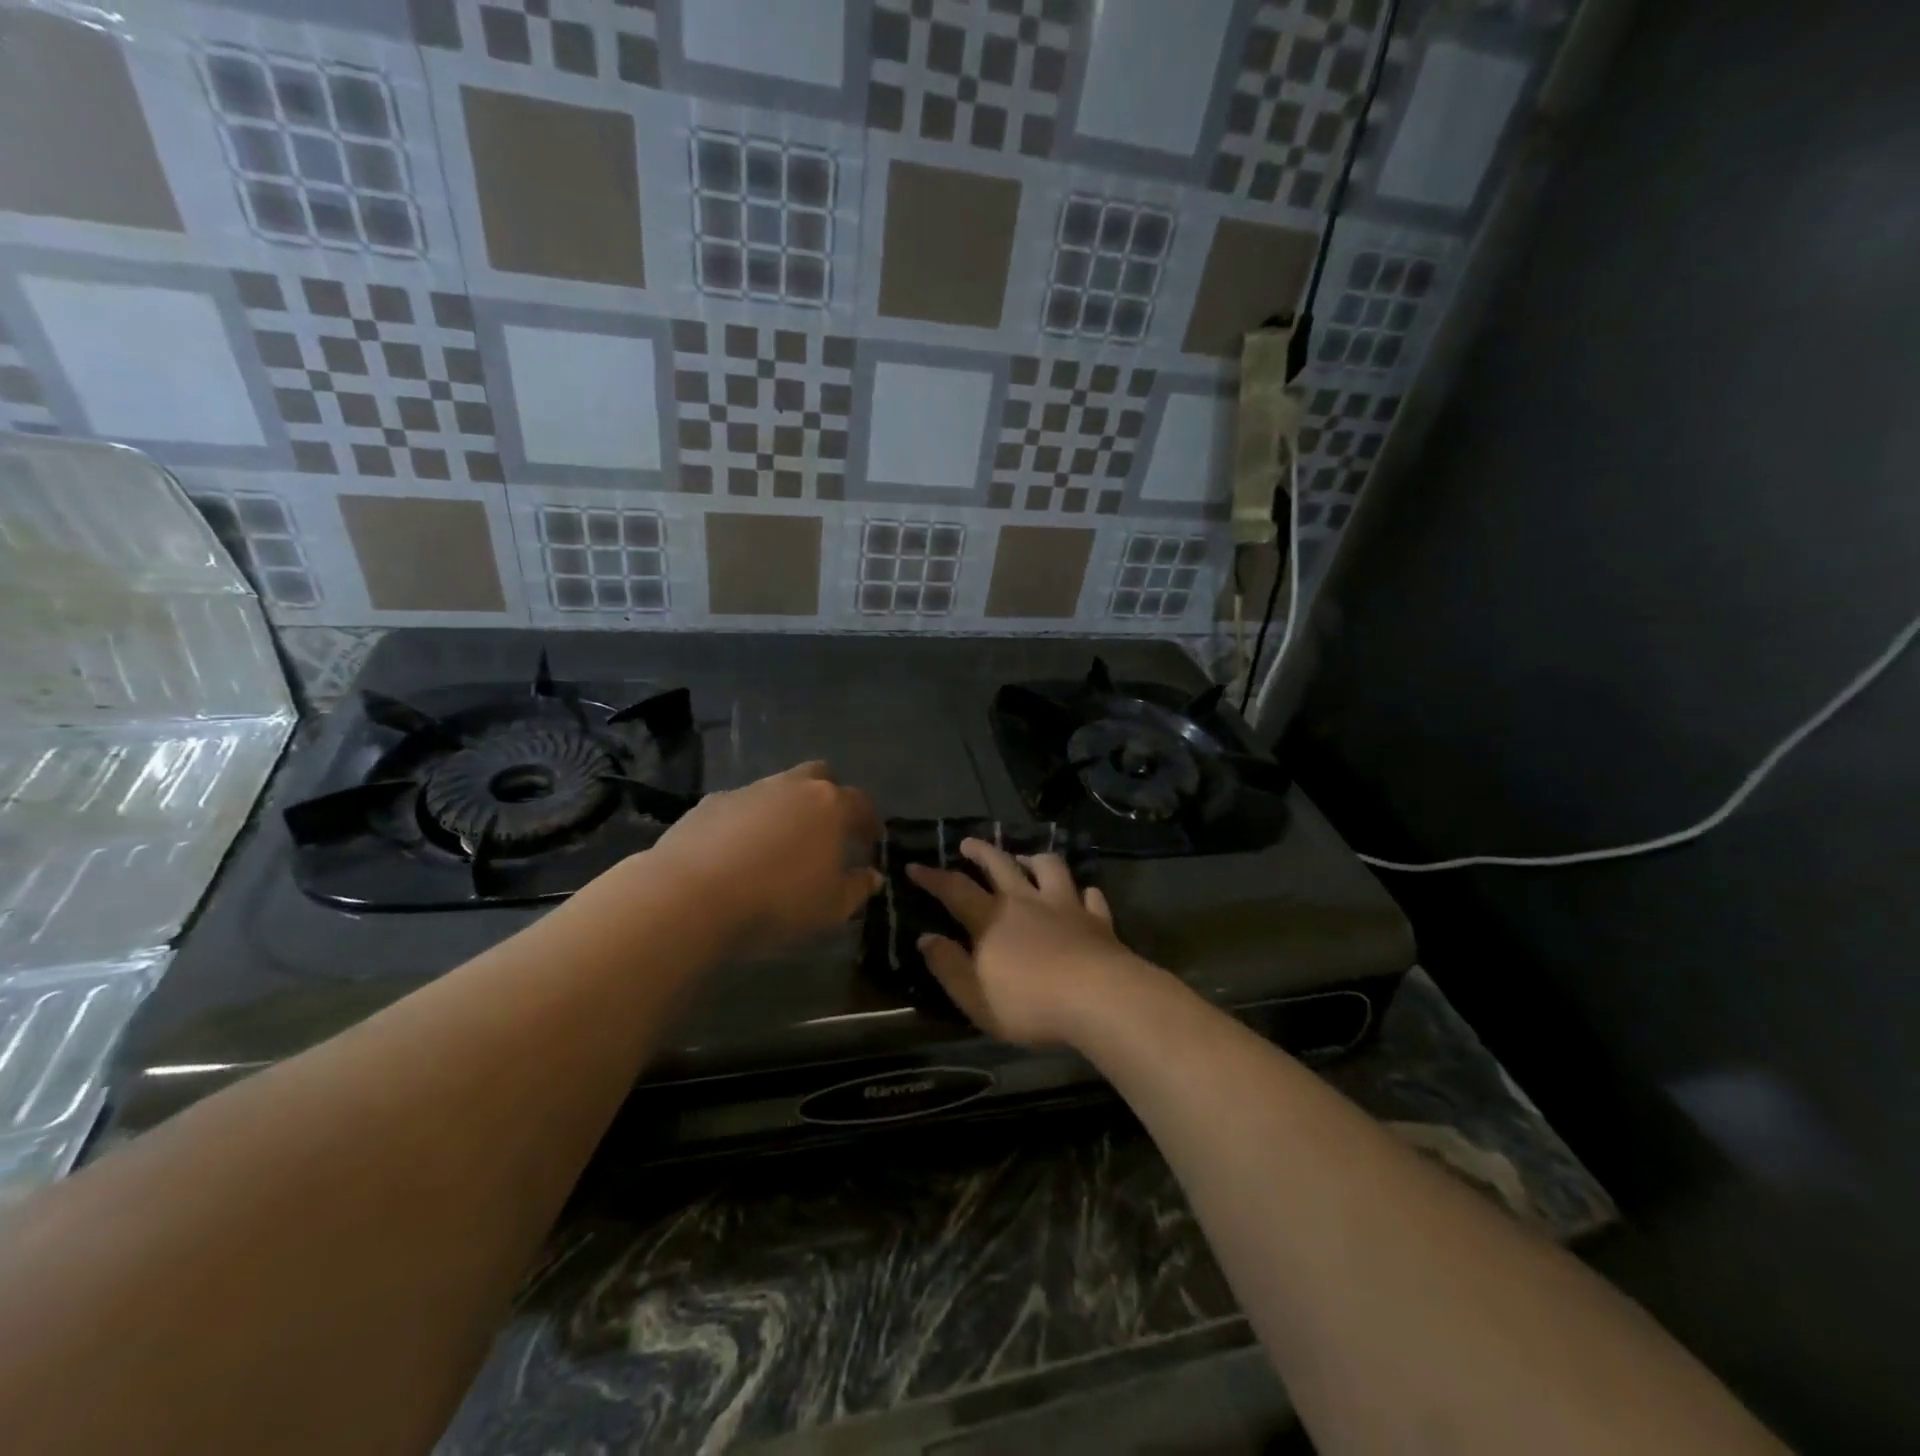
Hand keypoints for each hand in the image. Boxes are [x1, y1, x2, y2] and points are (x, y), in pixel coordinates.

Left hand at [645, 762, 881, 958]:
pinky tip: (738, 852)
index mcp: (829, 805)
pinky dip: (747, 822)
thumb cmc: (776, 901)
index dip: (869, 821)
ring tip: (779, 844)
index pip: (861, 803)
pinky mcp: (710, 802)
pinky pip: (740, 806)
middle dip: (828, 797)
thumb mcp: (831, 908)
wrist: (691, 895)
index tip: (870, 840)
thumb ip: (857, 888)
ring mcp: (748, 791)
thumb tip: (871, 876)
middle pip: (819, 776)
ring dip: (785, 809)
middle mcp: (792, 786)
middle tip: (827, 829)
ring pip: (777, 789)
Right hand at [907, 839, 1144, 1047]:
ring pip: (1049, 868)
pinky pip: (1091, 896)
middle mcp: (1025, 902)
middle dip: (981, 851)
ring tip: (1026, 859)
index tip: (915, 866)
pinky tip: (1083, 895)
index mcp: (991, 919)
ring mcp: (1065, 906)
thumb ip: (948, 966)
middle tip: (968, 843)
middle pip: (1000, 865)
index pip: (954, 889)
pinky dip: (1084, 893)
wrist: (1098, 997)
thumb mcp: (975, 996)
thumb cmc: (1029, 1003)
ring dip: (1034, 859)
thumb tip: (925, 938)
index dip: (932, 877)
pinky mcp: (1097, 919)